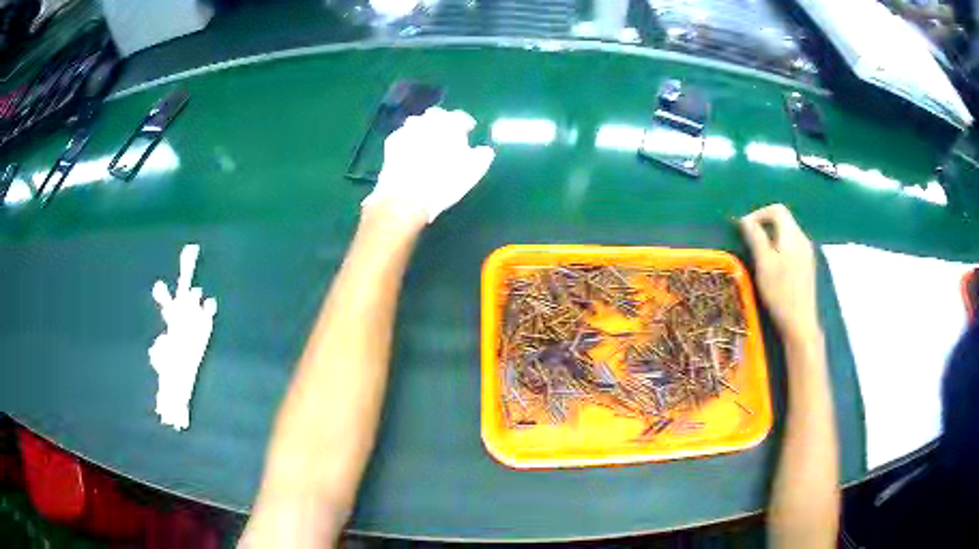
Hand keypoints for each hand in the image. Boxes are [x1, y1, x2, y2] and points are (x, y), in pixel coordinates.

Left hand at [362, 106, 495, 222]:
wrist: (406, 197)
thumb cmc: (444, 182)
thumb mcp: (473, 171)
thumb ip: (482, 156)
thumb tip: (485, 150)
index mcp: (449, 124)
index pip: (460, 116)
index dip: (466, 123)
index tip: (469, 130)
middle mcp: (427, 121)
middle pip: (437, 115)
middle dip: (443, 122)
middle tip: (447, 136)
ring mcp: (407, 130)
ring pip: (418, 122)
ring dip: (424, 128)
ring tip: (428, 142)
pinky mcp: (392, 142)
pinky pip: (403, 134)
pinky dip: (409, 139)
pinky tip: (411, 151)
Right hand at [738, 204, 819, 342]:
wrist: (800, 322)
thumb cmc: (780, 292)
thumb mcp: (763, 263)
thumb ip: (756, 237)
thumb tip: (745, 220)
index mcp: (792, 235)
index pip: (777, 210)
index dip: (759, 213)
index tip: (744, 228)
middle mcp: (803, 239)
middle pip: (783, 220)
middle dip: (764, 225)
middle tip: (749, 242)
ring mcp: (807, 253)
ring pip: (787, 234)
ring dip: (771, 238)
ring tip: (759, 255)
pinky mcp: (807, 266)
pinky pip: (792, 247)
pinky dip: (780, 249)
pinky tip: (773, 267)